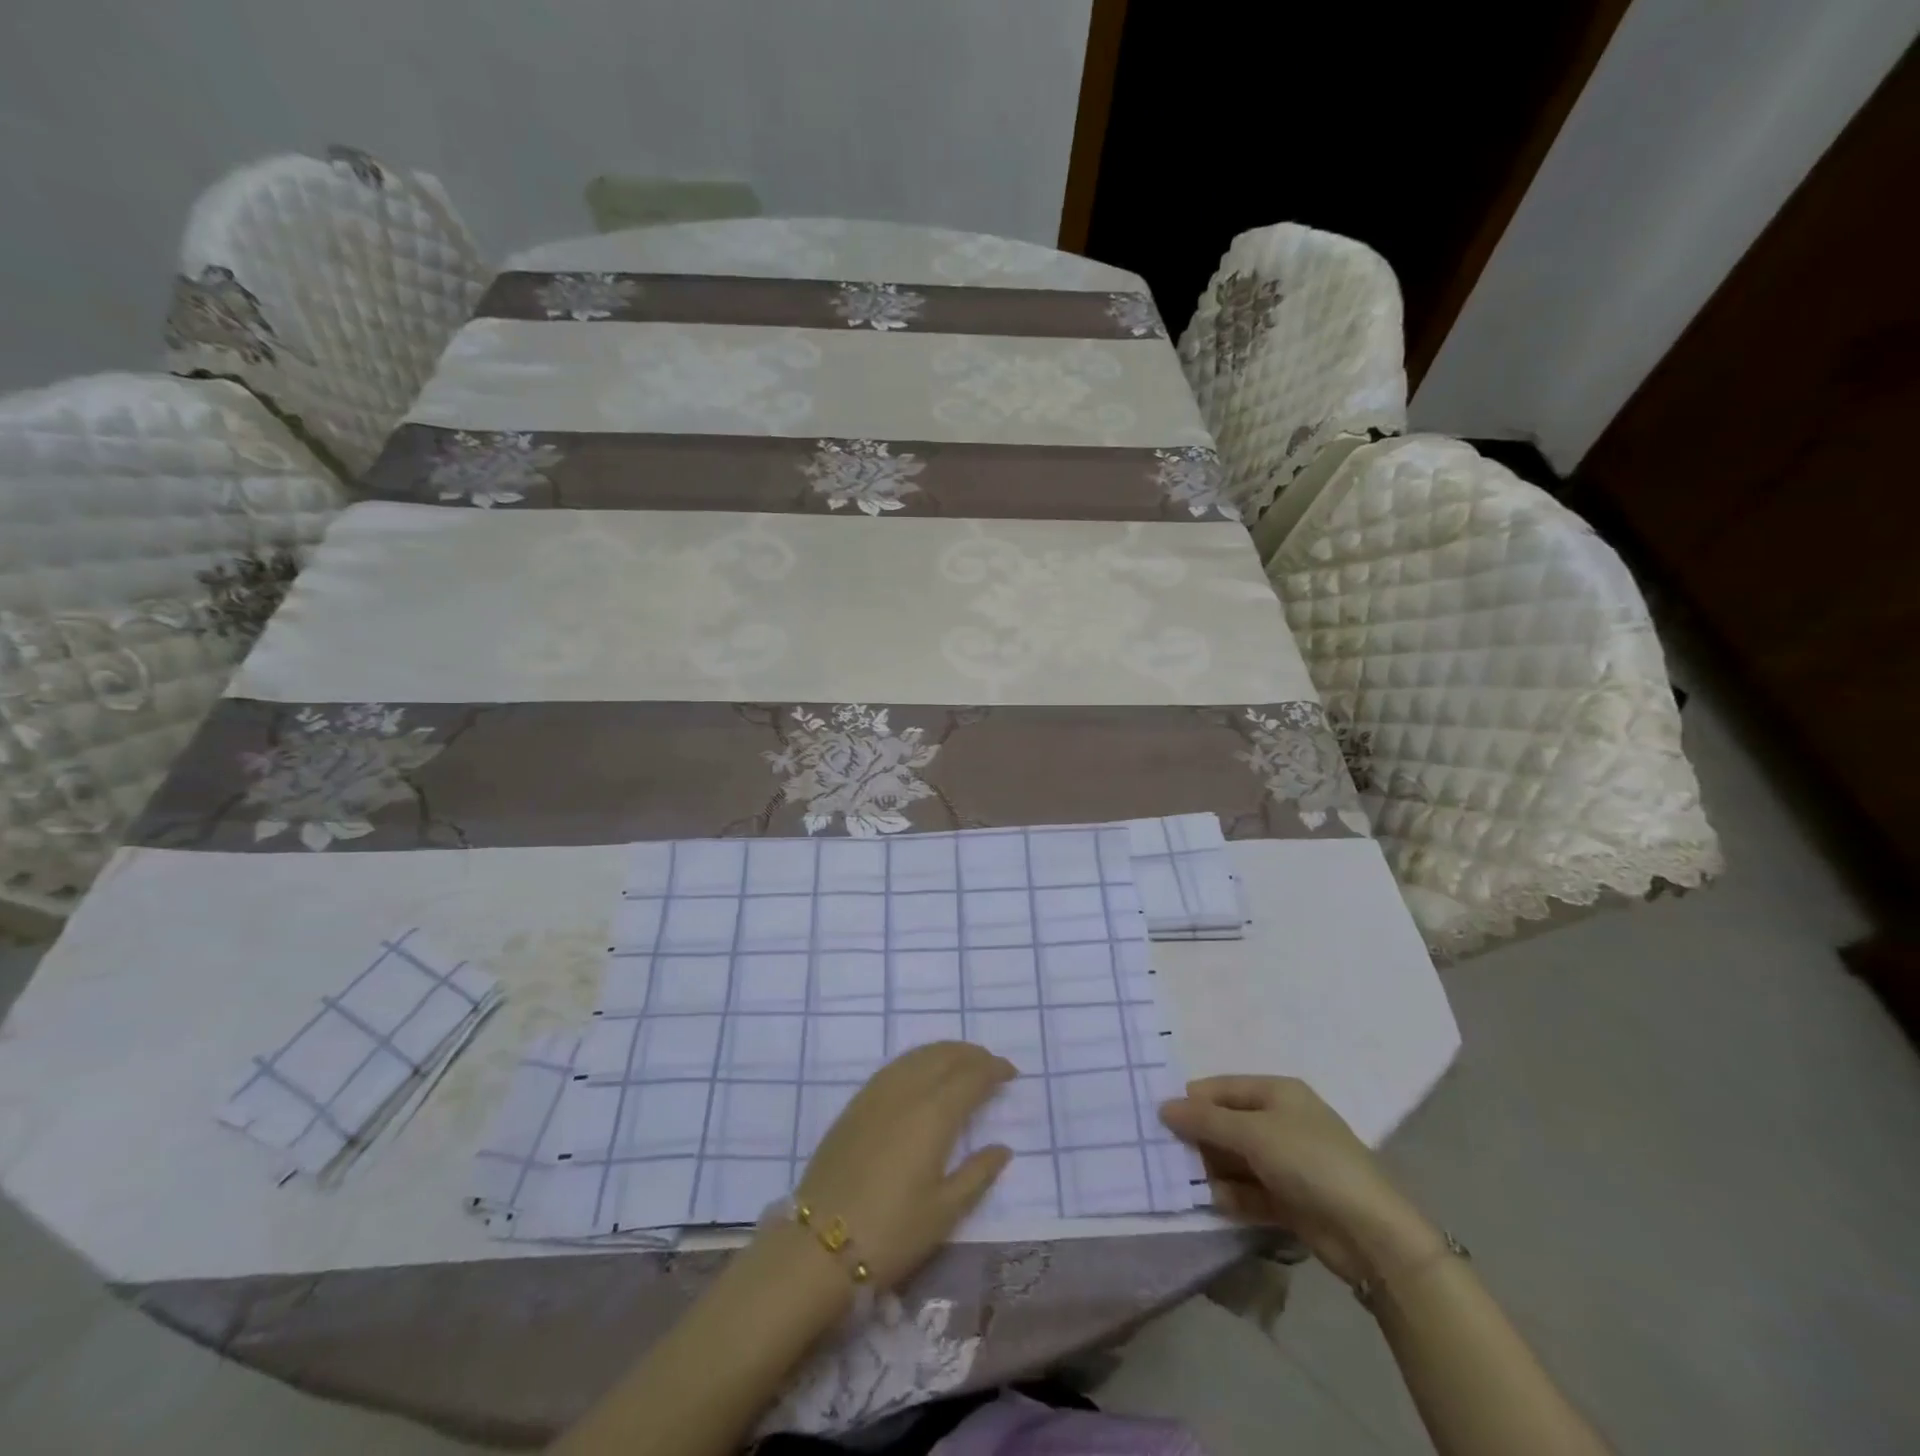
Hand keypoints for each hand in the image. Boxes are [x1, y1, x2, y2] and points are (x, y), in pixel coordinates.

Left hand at [793, 1042, 1015, 1290]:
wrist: (818, 1245)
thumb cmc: (890, 1232)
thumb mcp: (943, 1213)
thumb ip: (977, 1174)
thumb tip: (1002, 1148)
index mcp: (934, 1114)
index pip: (971, 1077)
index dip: (993, 1070)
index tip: (1011, 1073)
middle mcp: (906, 1092)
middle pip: (943, 1056)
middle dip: (971, 1054)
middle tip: (990, 1064)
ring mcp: (876, 1094)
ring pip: (917, 1056)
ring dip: (944, 1052)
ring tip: (961, 1063)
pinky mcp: (855, 1105)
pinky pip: (895, 1067)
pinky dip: (917, 1061)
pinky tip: (921, 1074)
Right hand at [1159, 1075, 1442, 1285]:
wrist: (1371, 1232)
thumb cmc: (1309, 1162)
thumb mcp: (1252, 1134)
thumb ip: (1206, 1121)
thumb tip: (1163, 1107)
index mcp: (1277, 1093)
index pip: (1222, 1088)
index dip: (1192, 1101)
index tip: (1160, 1120)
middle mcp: (1281, 1122)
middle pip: (1227, 1124)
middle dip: (1199, 1138)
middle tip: (1166, 1155)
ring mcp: (1288, 1162)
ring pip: (1236, 1159)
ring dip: (1212, 1170)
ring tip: (1185, 1182)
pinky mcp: (1291, 1199)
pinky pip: (1250, 1190)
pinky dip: (1232, 1195)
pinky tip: (1215, 1203)